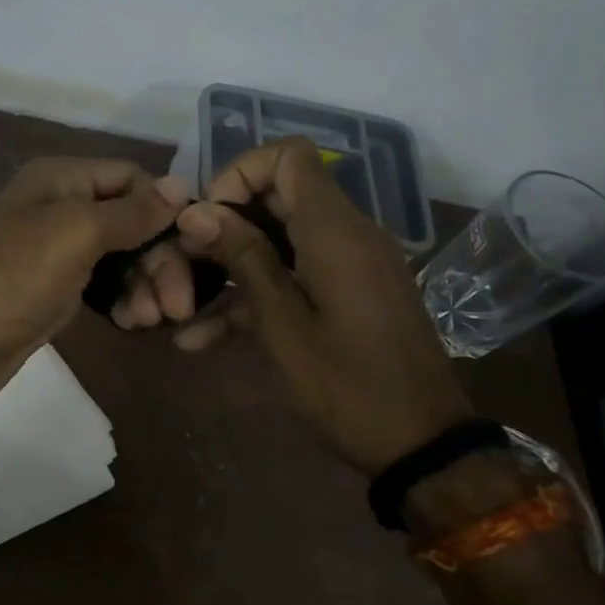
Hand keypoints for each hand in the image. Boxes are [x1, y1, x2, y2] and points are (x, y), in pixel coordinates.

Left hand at [0, 157, 187, 416]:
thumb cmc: (11, 278)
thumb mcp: (74, 233)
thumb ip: (129, 212)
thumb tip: (179, 186)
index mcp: (60, 178)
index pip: (132, 178)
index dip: (165, 208)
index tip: (197, 246)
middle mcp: (59, 207)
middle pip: (131, 221)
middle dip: (159, 259)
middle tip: (178, 305)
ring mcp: (56, 251)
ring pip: (121, 257)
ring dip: (144, 284)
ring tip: (152, 320)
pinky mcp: (54, 290)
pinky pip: (103, 286)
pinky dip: (122, 300)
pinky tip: (132, 322)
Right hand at [162, 137, 471, 474]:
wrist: (423, 447)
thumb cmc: (348, 386)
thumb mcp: (283, 324)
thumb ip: (243, 259)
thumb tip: (197, 210)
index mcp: (334, 232)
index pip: (288, 156)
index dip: (240, 173)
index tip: (209, 218)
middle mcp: (347, 234)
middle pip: (278, 196)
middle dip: (225, 223)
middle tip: (188, 263)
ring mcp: (350, 264)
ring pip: (279, 238)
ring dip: (232, 264)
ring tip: (182, 304)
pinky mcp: (349, 292)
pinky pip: (296, 273)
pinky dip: (256, 293)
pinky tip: (203, 338)